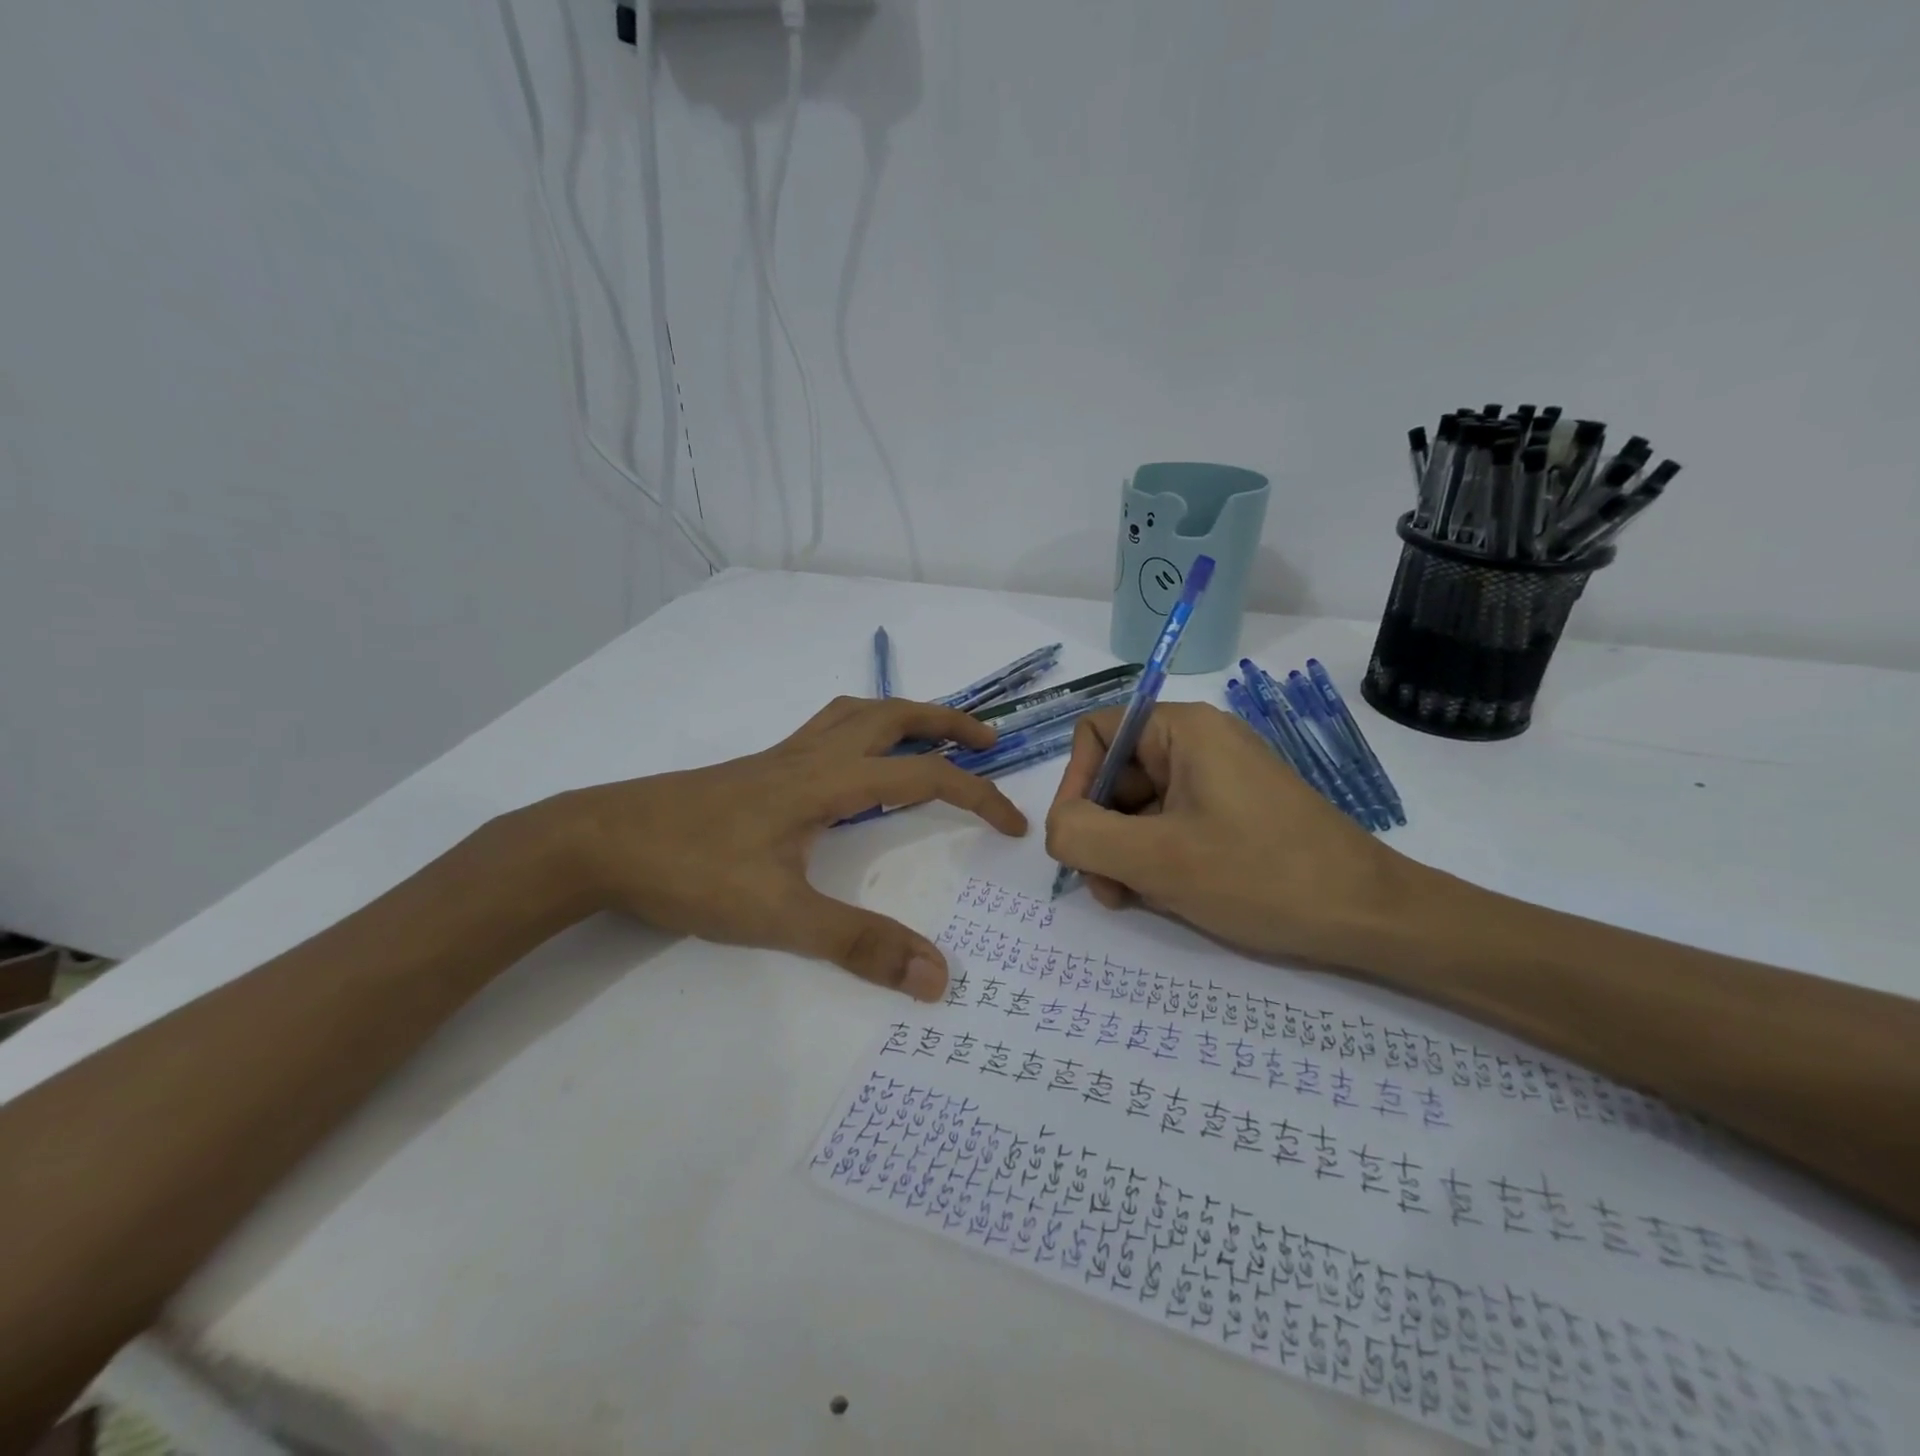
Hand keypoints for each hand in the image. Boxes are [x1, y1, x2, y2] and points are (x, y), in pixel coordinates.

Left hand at [544, 696, 1026, 999]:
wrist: (599, 841)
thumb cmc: (691, 871)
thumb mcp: (779, 916)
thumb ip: (859, 944)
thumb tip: (938, 975)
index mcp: (828, 782)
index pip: (923, 777)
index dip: (977, 796)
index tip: (1013, 826)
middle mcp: (811, 756)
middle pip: (894, 716)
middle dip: (948, 723)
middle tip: (989, 742)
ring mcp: (781, 757)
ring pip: (856, 714)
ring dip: (904, 716)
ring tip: (932, 738)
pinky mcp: (758, 769)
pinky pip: (826, 729)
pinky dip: (862, 729)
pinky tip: (855, 763)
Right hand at [1043, 702, 1411, 967]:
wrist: (1371, 916)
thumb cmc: (1261, 876)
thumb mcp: (1156, 859)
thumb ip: (1082, 835)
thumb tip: (1057, 829)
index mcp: (1183, 731)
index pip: (1096, 733)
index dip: (1075, 783)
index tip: (1079, 841)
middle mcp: (1199, 743)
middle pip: (1115, 775)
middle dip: (1100, 832)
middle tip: (1108, 889)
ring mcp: (1219, 779)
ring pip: (1140, 807)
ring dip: (1124, 853)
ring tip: (1135, 899)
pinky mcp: (1234, 813)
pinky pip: (1172, 825)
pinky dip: (1156, 859)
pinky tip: (1166, 896)